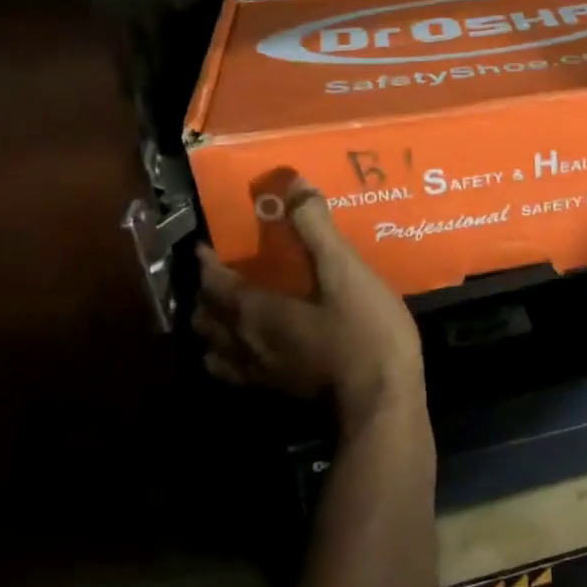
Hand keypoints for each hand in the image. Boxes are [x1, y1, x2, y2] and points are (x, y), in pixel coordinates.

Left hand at [193, 179, 425, 435]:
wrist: (382, 401)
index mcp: (254, 312)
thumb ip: (315, 228)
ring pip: (214, 350)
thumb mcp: (345, 272)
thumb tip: (293, 185)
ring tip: (230, 311)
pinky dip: (230, 354)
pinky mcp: (276, 393)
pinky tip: (255, 346)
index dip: (205, 262)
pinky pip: (234, 372)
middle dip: (205, 294)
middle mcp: (245, 344)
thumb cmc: (363, 331)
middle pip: (204, 319)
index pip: (212, 284)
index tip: (206, 244)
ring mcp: (258, 374)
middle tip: (222, 273)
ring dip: (213, 328)